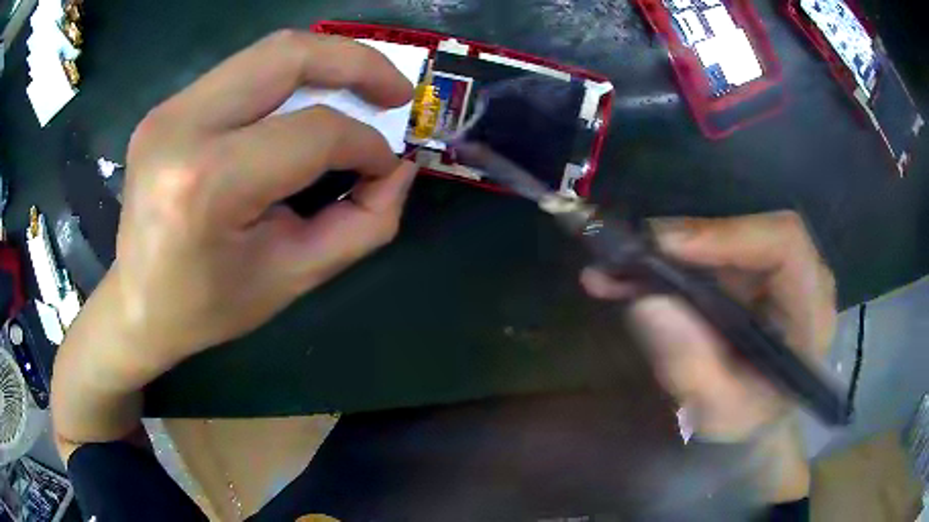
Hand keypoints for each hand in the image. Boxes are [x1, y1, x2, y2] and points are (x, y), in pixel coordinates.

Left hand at [52, 31, 418, 456]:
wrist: (136, 306)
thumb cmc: (208, 307)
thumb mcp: (293, 278)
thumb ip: (362, 224)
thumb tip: (398, 169)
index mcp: (208, 183)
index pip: (313, 132)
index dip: (366, 143)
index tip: (388, 165)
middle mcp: (182, 127)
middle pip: (289, 55)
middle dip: (358, 63)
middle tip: (397, 92)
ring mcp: (168, 109)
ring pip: (268, 51)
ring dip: (326, 62)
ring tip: (361, 88)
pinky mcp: (167, 107)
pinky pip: (244, 70)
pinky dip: (289, 77)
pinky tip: (306, 102)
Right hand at [581, 211, 835, 439]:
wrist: (757, 419)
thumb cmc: (748, 419)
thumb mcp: (718, 410)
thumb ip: (691, 365)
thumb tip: (647, 300)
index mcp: (811, 309)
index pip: (784, 243)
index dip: (727, 234)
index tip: (666, 247)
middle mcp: (800, 274)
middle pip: (746, 229)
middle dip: (685, 240)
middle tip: (626, 257)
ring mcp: (774, 268)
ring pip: (722, 236)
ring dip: (667, 250)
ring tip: (615, 271)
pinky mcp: (750, 268)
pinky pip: (710, 250)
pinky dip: (669, 260)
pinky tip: (631, 275)